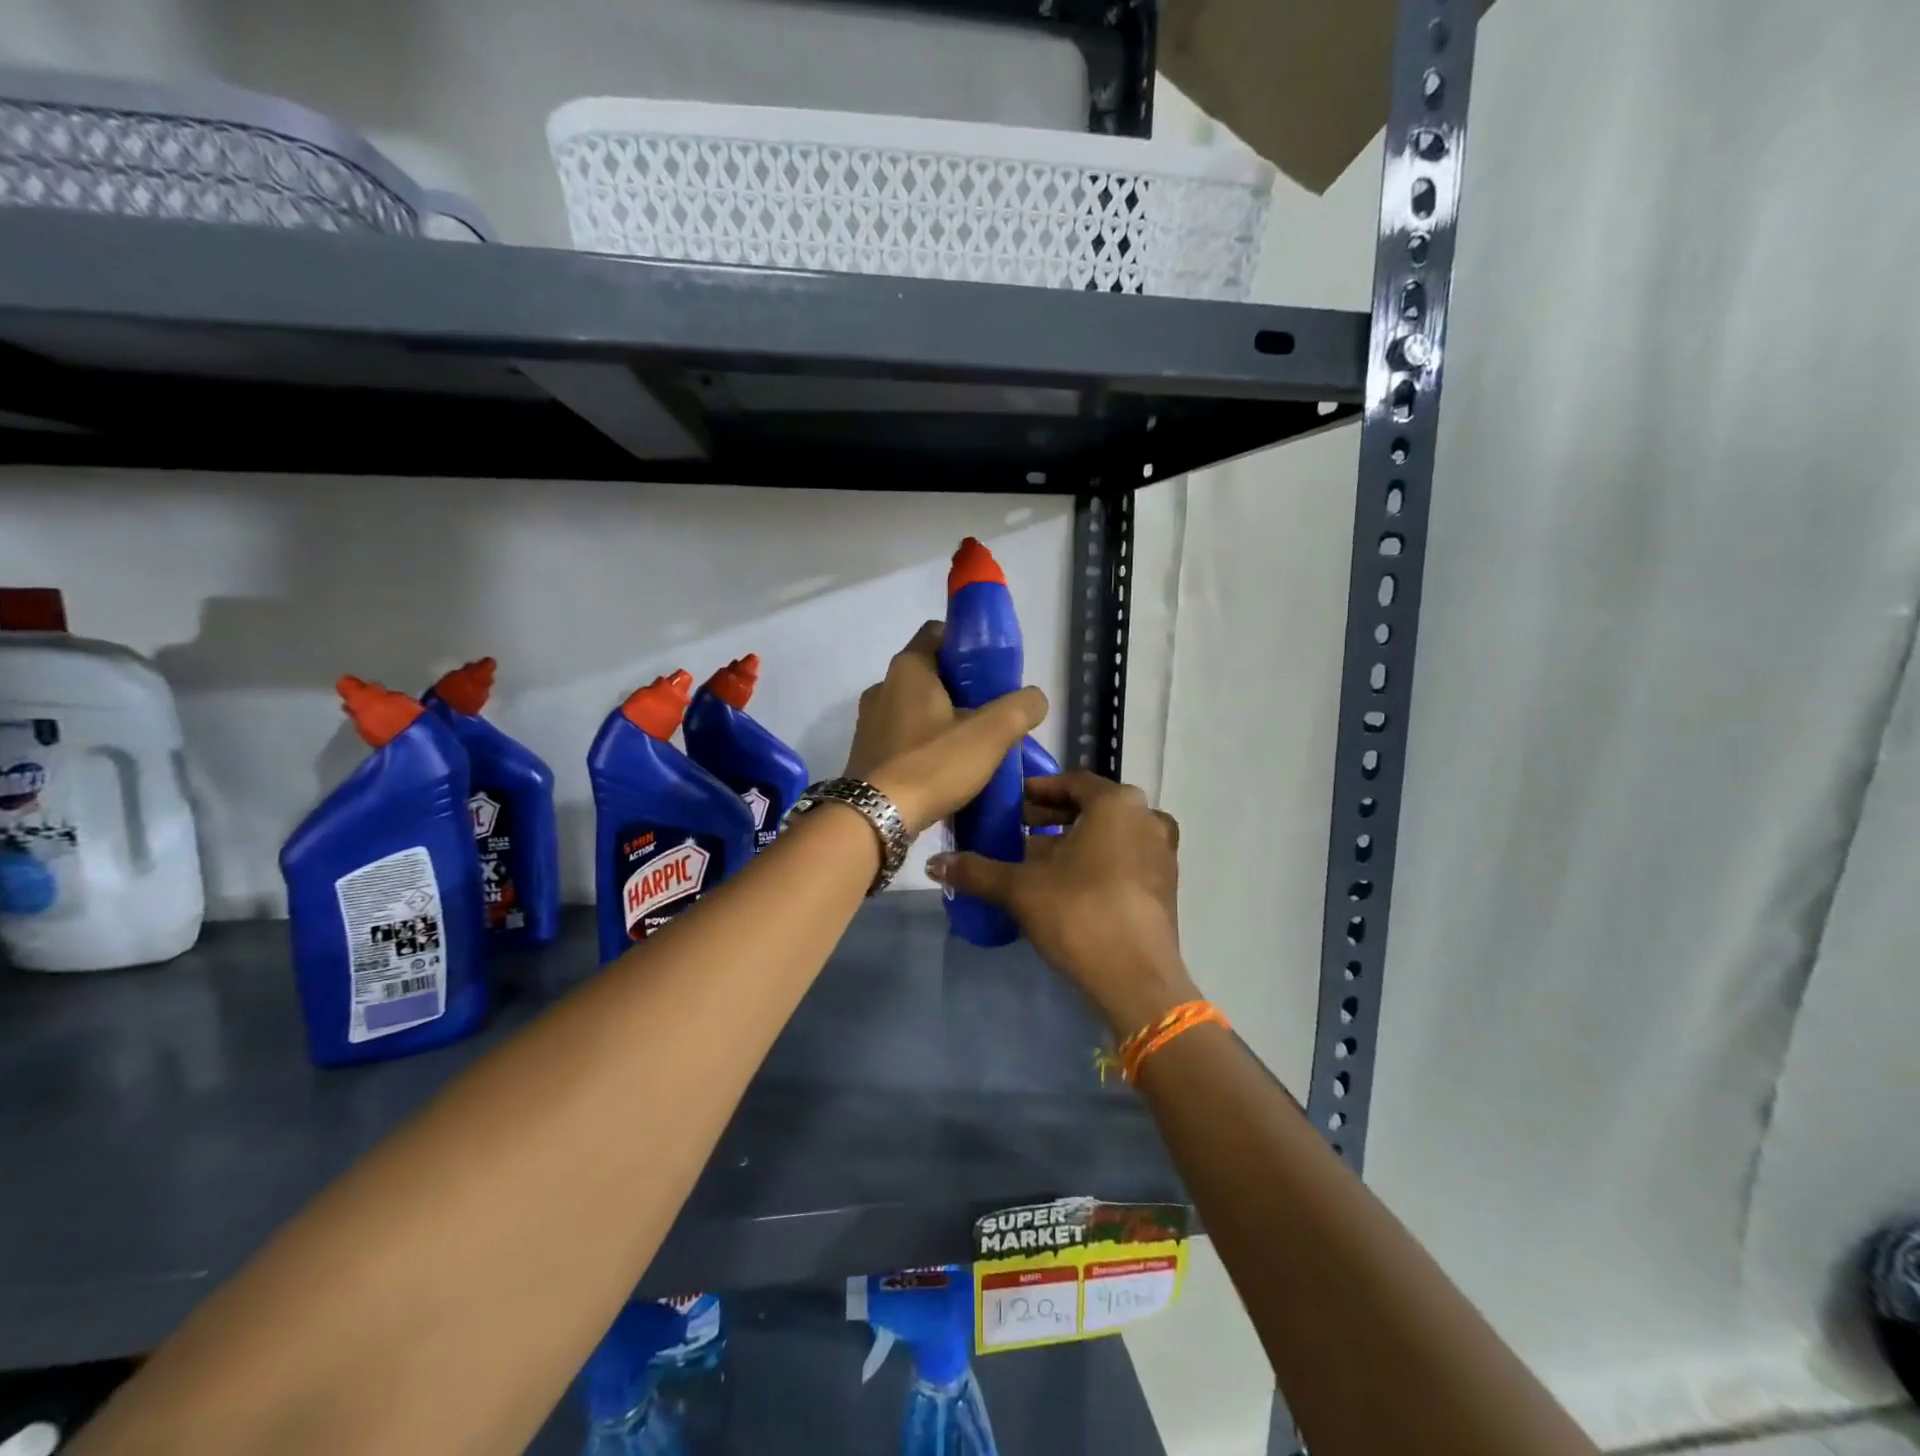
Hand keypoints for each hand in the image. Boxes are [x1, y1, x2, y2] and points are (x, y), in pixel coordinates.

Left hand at [845, 621, 1047, 835]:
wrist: (875, 819)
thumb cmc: (932, 765)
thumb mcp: (991, 734)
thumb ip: (1020, 708)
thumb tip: (1034, 699)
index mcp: (908, 669)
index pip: (938, 633)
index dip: (967, 645)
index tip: (992, 671)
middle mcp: (882, 687)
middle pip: (930, 674)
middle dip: (962, 689)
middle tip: (992, 713)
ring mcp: (870, 722)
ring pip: (916, 708)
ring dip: (943, 720)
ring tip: (973, 746)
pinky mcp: (867, 754)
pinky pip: (903, 738)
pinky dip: (925, 745)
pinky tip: (946, 769)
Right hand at [926, 771, 1194, 1033]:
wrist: (1136, 979)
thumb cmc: (1079, 914)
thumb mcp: (1020, 888)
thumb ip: (977, 870)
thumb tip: (933, 862)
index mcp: (1116, 803)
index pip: (1071, 782)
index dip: (1037, 791)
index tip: (1009, 803)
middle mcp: (1146, 818)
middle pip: (1090, 808)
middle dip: (1051, 819)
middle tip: (1014, 831)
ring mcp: (1161, 852)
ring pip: (1108, 835)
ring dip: (1072, 842)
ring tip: (1033, 860)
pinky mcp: (1165, 885)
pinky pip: (1123, 858)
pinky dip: (1095, 862)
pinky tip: (1064, 886)